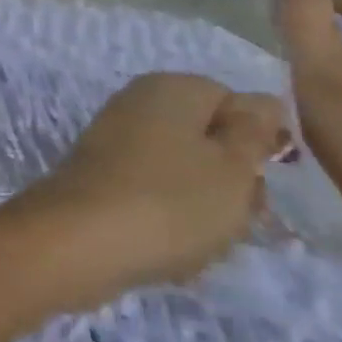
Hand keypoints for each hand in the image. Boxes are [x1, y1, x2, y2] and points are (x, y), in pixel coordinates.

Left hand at [5, 73, 283, 297]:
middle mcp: (138, 102)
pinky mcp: (101, 176)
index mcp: (170, 87)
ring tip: (199, 242)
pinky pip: (153, 196)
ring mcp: (115, 139)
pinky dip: (167, 223)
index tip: (261, 180)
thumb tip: (261, 102)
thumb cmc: (171, 200)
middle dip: (230, 184)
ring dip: (203, 211)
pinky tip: (169, 255)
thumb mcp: (233, 167)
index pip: (233, 102)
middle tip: (233, 219)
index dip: (255, 143)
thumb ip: (253, 132)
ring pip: (185, 175)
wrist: (80, 239)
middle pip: (208, 141)